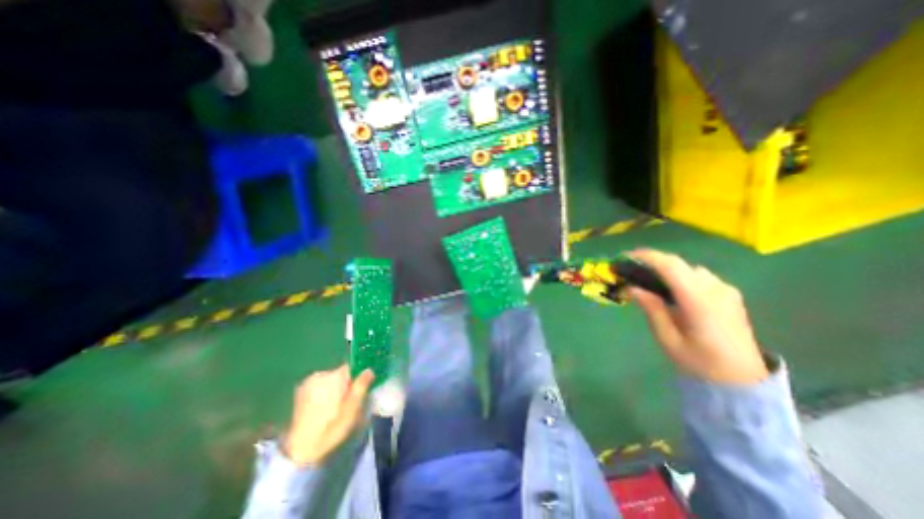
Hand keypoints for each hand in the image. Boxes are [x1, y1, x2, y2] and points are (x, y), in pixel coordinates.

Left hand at [288, 365, 376, 466]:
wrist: (300, 450)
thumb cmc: (332, 428)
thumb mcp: (353, 408)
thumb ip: (361, 386)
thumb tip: (369, 369)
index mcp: (335, 376)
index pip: (352, 367)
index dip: (358, 377)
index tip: (359, 389)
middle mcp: (321, 374)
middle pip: (340, 373)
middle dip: (345, 383)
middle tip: (347, 402)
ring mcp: (308, 382)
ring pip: (330, 379)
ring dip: (334, 388)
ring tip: (334, 407)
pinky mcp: (300, 391)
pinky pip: (319, 385)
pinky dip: (323, 392)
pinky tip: (322, 408)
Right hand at [629, 249, 765, 386]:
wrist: (742, 380)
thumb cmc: (699, 362)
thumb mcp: (668, 339)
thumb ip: (652, 310)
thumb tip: (634, 288)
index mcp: (699, 301)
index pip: (671, 266)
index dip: (647, 257)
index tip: (626, 257)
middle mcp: (715, 290)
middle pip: (679, 263)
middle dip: (653, 261)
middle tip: (632, 269)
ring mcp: (726, 291)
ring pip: (689, 268)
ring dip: (667, 269)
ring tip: (649, 280)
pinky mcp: (729, 294)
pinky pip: (699, 276)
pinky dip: (680, 276)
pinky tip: (672, 291)